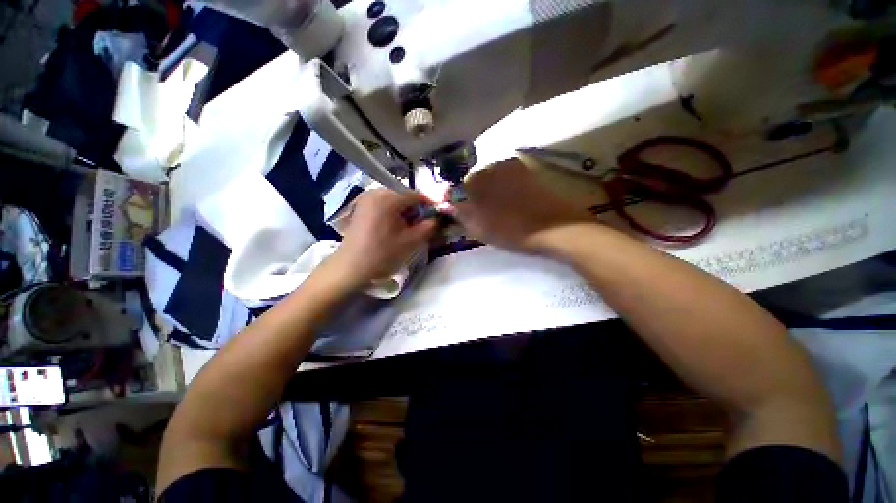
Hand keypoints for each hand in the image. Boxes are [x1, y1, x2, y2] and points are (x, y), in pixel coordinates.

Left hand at [329, 189, 437, 287]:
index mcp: (388, 198)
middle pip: (405, 196)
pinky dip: (393, 212)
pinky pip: (384, 204)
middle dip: (417, 209)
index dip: (431, 204)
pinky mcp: (361, 207)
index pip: (416, 195)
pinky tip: (394, 227)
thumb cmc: (381, 254)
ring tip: (409, 228)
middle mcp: (376, 192)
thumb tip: (437, 219)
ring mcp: (366, 198)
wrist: (350, 267)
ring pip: (394, 200)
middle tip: (423, 224)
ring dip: (405, 211)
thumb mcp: (410, 242)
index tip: (439, 215)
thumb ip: (428, 227)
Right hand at [444, 159, 591, 252]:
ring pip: (491, 179)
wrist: (555, 228)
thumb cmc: (512, 229)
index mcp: (478, 178)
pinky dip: (503, 190)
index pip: (457, 186)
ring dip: (488, 193)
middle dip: (472, 196)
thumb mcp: (479, 226)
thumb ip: (459, 213)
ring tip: (496, 212)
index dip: (456, 200)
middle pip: (474, 180)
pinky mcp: (528, 172)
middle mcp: (494, 165)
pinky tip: (510, 205)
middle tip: (479, 215)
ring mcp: (513, 167)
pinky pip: (507, 179)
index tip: (459, 213)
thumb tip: (445, 204)